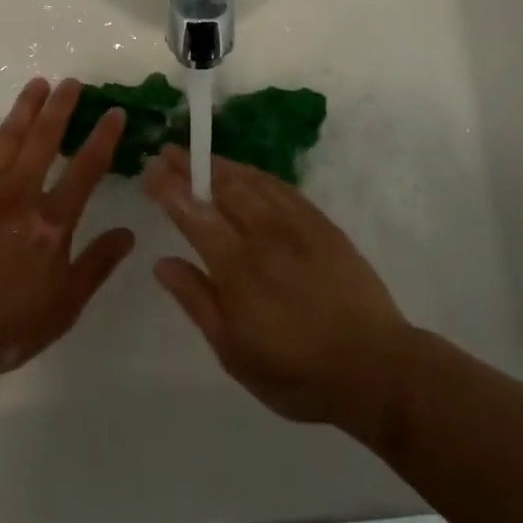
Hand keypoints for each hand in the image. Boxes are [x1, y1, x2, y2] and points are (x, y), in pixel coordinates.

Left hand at [0, 78, 134, 376]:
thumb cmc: (4, 324)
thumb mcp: (64, 306)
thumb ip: (96, 266)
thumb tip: (129, 233)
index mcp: (52, 222)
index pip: (86, 169)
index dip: (104, 138)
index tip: (115, 112)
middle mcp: (20, 195)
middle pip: (44, 140)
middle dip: (60, 108)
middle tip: (71, 82)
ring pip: (7, 139)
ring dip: (24, 109)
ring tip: (37, 84)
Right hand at [142, 147, 412, 440]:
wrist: (374, 366)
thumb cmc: (297, 372)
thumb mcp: (235, 352)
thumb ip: (197, 301)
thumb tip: (162, 263)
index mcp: (237, 266)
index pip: (194, 214)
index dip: (169, 189)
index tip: (149, 171)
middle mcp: (264, 233)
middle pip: (221, 187)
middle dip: (191, 166)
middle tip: (168, 151)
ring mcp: (296, 224)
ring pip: (251, 181)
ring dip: (221, 165)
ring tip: (201, 156)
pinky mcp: (321, 223)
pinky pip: (282, 187)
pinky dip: (257, 174)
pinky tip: (247, 173)